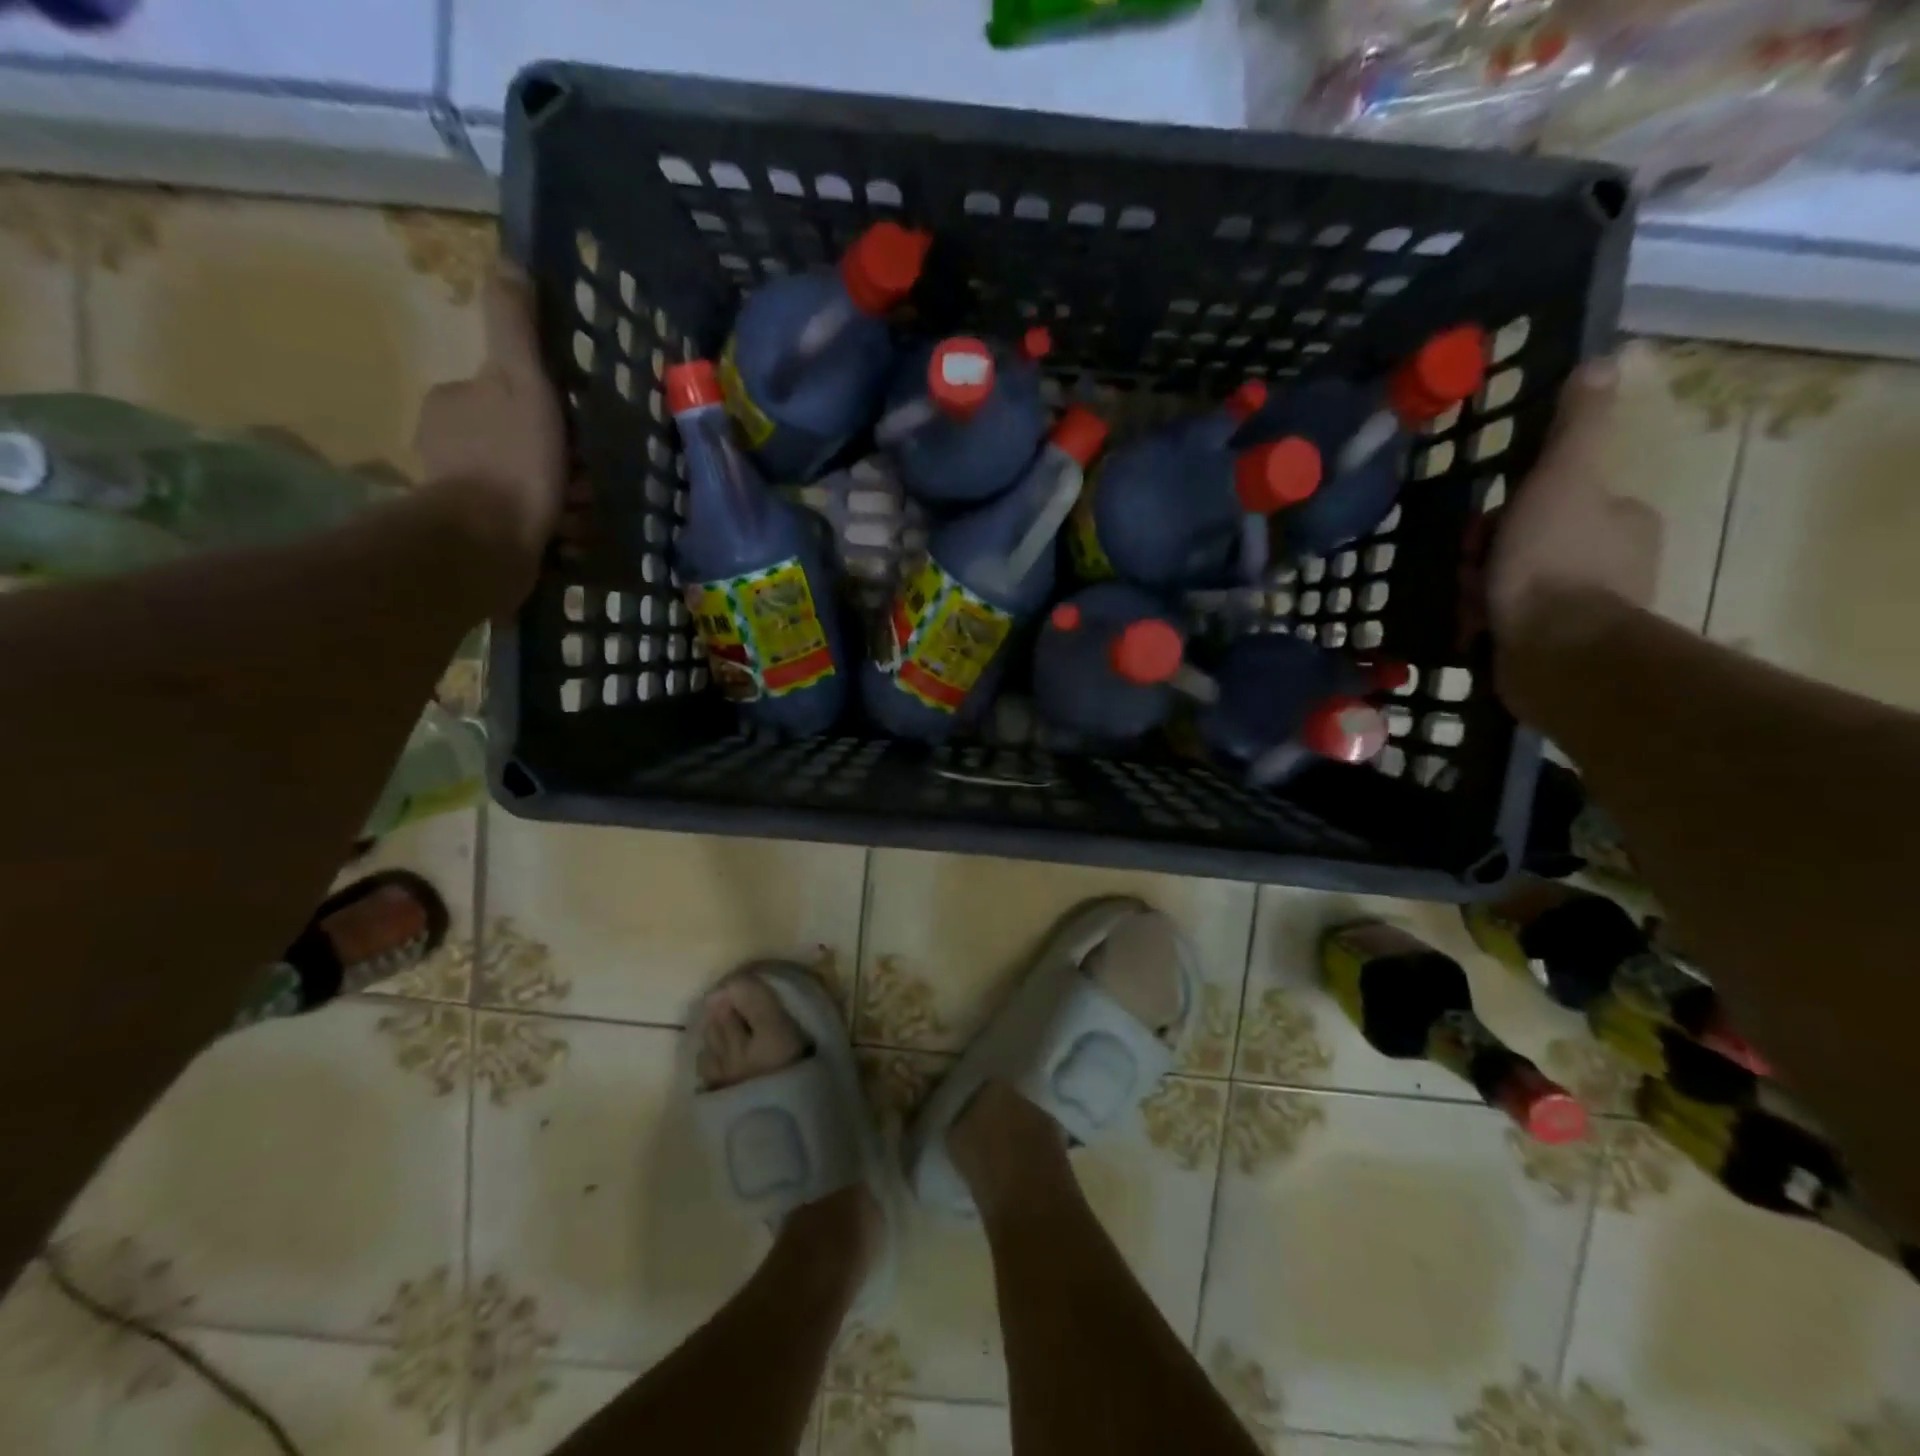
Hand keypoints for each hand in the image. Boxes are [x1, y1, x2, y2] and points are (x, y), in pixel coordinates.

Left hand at [415, 267, 566, 558]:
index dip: (551, 415)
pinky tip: (568, 538)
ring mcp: (459, 492)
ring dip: (561, 499)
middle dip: (561, 463)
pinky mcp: (475, 534)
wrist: (489, 542)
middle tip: (585, 483)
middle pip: (523, 444)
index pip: (512, 397)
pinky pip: (526, 523)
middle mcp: (448, 444)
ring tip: (580, 515)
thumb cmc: (511, 460)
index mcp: (454, 404)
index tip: (577, 437)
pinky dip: (551, 528)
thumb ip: (516, 328)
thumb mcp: (521, 381)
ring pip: (528, 486)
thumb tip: (509, 264)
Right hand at [1487, 351, 1662, 649]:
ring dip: (1481, 592)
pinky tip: (1472, 629)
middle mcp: (1613, 561)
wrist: (1555, 651)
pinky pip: (1511, 624)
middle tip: (1470, 571)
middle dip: (1489, 557)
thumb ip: (1576, 428)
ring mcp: (1586, 609)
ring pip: (1514, 585)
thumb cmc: (1555, 561)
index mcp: (1620, 519)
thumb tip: (1604, 362)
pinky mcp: (1558, 647)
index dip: (1510, 512)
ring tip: (1469, 606)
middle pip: (1527, 545)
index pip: (1554, 502)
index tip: (1483, 529)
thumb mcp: (1561, 479)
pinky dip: (1487, 623)